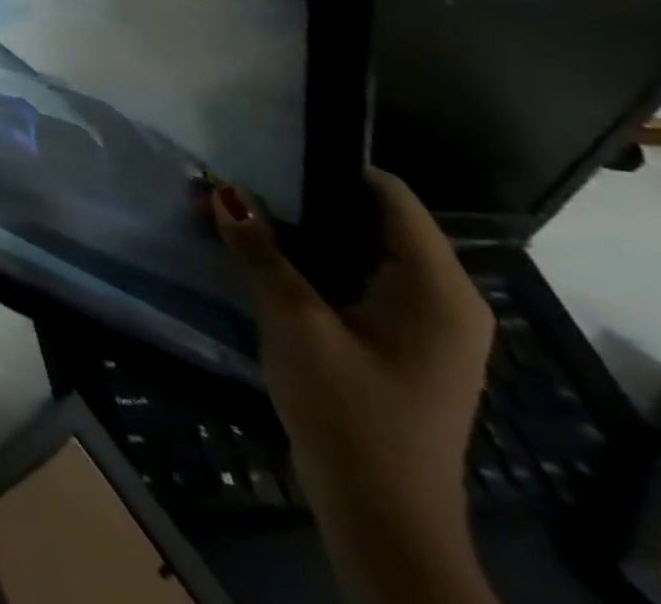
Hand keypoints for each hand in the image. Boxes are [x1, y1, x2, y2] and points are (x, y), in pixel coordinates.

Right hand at [214, 172, 497, 603]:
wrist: (379, 514)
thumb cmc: (349, 411)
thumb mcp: (296, 322)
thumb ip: (260, 251)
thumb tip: (220, 189)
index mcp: (435, 288)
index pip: (390, 196)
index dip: (330, 163)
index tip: (266, 146)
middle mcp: (439, 298)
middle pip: (368, 219)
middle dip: (297, 195)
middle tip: (233, 174)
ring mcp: (419, 323)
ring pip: (353, 249)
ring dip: (295, 228)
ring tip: (231, 205)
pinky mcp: (393, 342)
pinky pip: (350, 278)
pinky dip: (306, 260)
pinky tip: (255, 251)